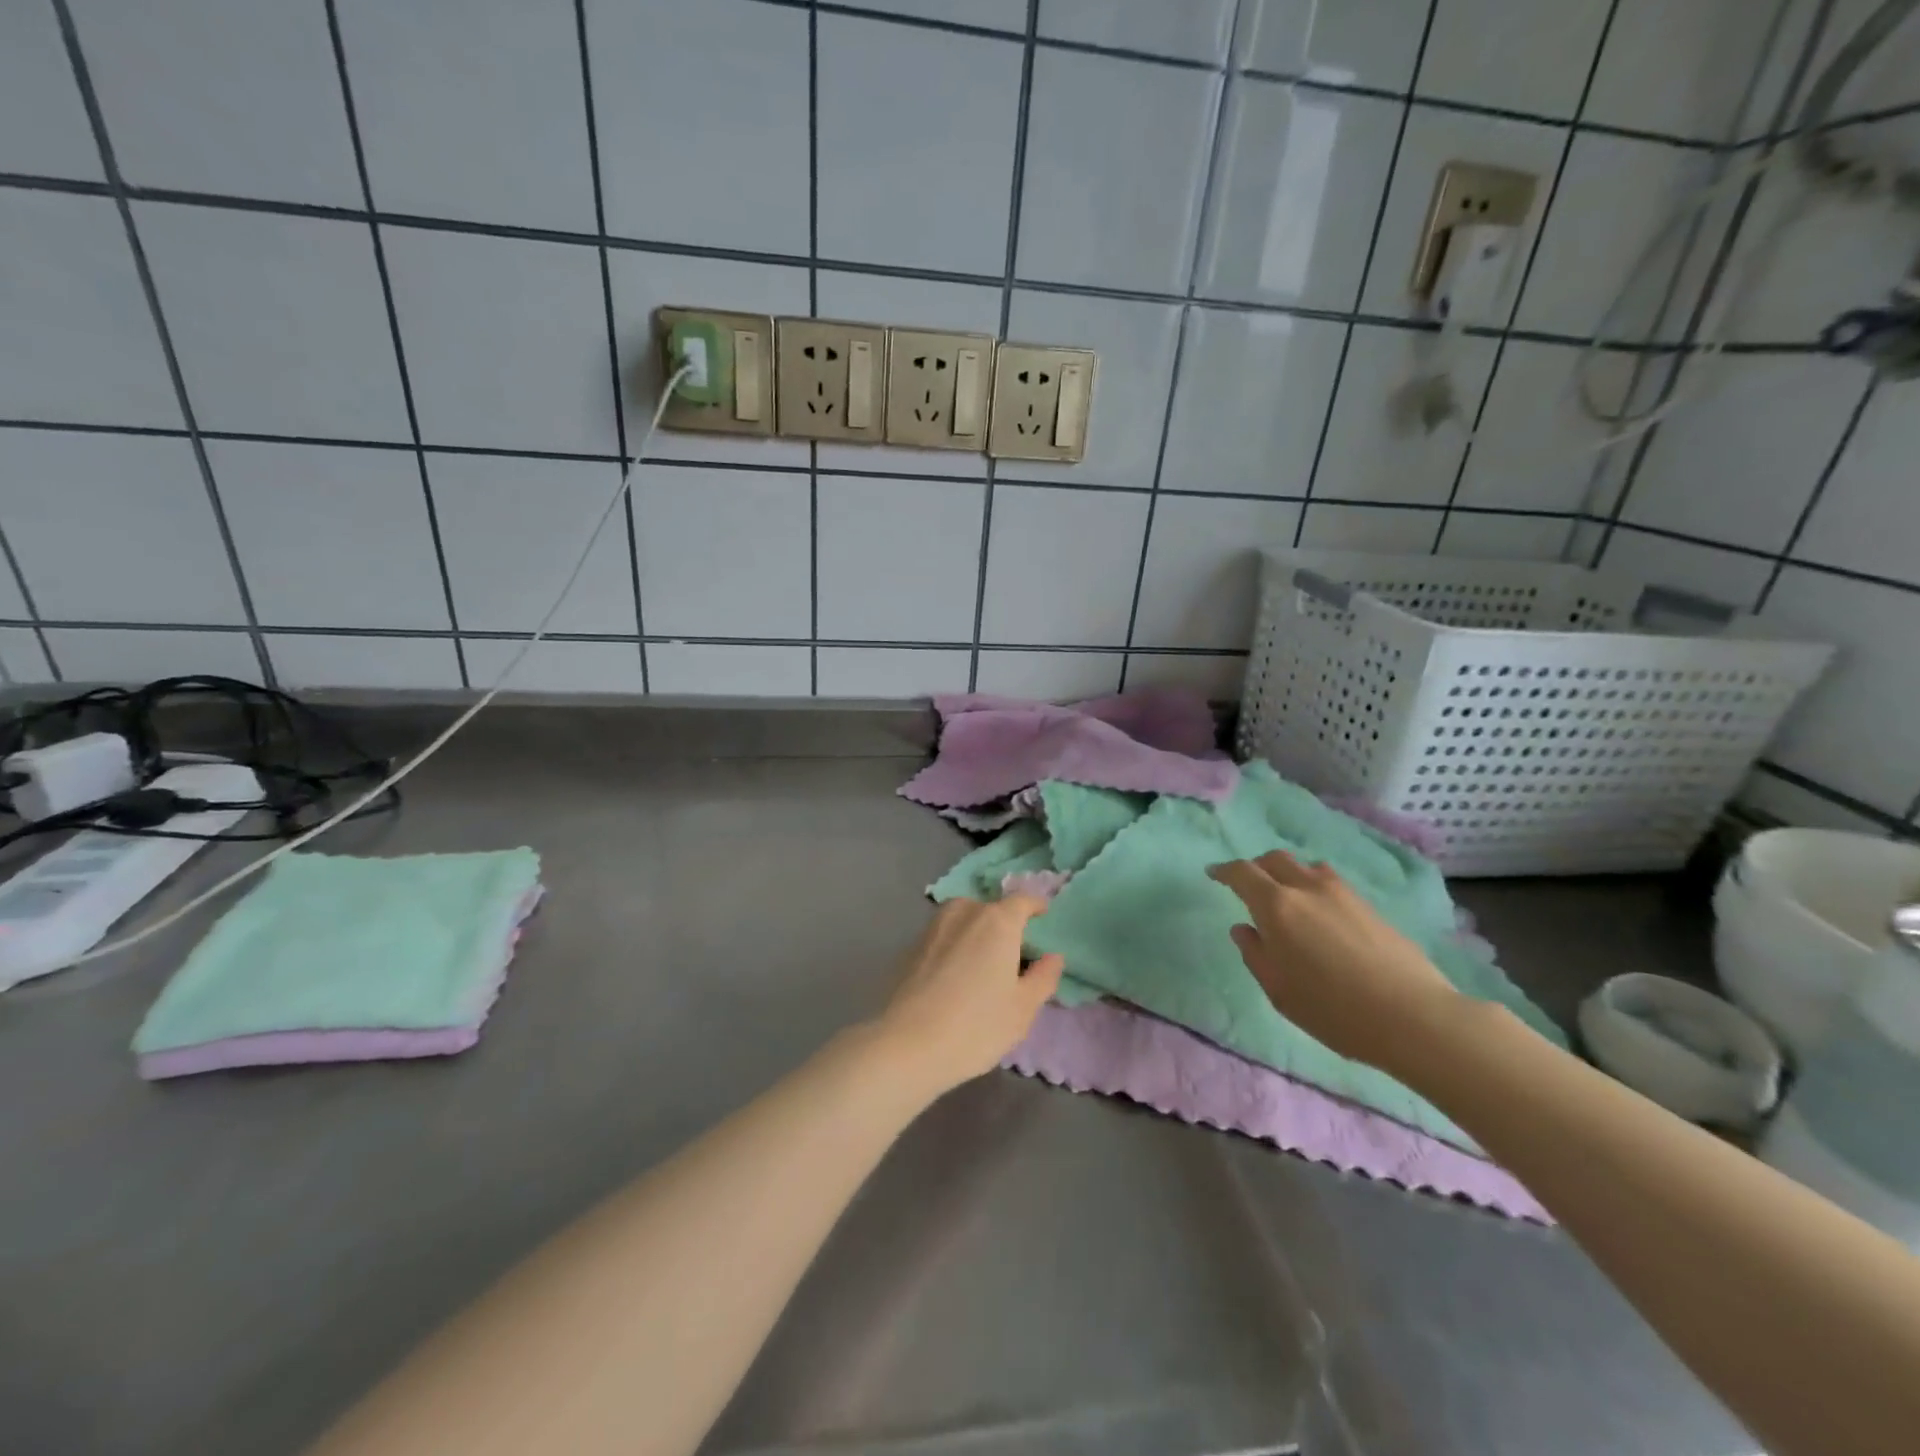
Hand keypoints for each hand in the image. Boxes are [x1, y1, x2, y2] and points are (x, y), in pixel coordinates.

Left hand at [875, 897, 1064, 1094]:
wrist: (907, 1044)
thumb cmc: (977, 1025)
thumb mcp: (1023, 1008)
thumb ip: (1044, 977)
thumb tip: (1053, 956)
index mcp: (998, 920)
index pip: (1023, 901)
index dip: (1036, 907)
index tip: (1044, 917)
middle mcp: (965, 911)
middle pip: (992, 909)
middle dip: (1005, 925)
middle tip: (1014, 955)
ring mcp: (934, 926)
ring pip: (965, 920)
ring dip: (977, 933)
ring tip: (984, 965)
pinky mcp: (912, 945)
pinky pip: (944, 936)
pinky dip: (955, 946)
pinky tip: (955, 977)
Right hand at [1209, 851, 1460, 1074]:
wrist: (1414, 1017)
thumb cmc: (1333, 1009)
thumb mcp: (1279, 990)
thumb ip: (1255, 954)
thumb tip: (1244, 929)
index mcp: (1276, 906)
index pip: (1242, 873)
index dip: (1224, 871)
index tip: (1213, 874)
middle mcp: (1307, 888)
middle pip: (1275, 859)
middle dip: (1256, 867)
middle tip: (1249, 885)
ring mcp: (1343, 894)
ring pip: (1306, 867)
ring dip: (1289, 874)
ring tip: (1288, 898)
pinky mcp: (1370, 906)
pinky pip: (1331, 883)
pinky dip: (1314, 887)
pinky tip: (1321, 914)